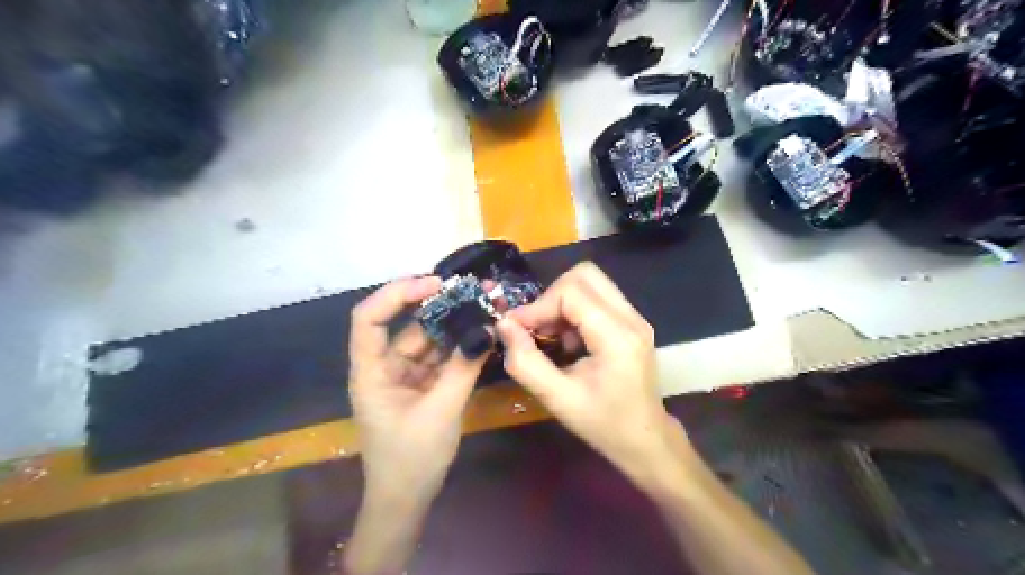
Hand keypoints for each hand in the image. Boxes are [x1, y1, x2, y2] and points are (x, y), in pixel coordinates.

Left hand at [349, 279, 487, 508]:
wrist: (407, 500)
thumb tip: (486, 330)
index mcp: (371, 372)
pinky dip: (459, 348)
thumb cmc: (411, 459)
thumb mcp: (441, 411)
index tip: (436, 285)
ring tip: (485, 309)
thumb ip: (462, 368)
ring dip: (455, 327)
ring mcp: (405, 376)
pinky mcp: (422, 386)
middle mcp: (385, 367)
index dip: (397, 294)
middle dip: (441, 307)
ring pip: (429, 341)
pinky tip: (481, 336)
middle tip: (475, 293)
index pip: (369, 318)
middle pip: (407, 326)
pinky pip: (440, 359)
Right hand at [495, 262, 682, 482]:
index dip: (538, 306)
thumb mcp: (557, 400)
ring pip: (591, 282)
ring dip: (563, 303)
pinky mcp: (632, 322)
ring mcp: (635, 318)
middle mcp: (631, 318)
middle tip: (538, 327)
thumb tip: (504, 326)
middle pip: (585, 274)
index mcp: (617, 337)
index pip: (571, 292)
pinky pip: (597, 297)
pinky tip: (569, 341)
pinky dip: (575, 310)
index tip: (517, 330)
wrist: (646, 440)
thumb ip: (526, 362)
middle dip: (552, 296)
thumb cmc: (603, 425)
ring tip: (553, 337)